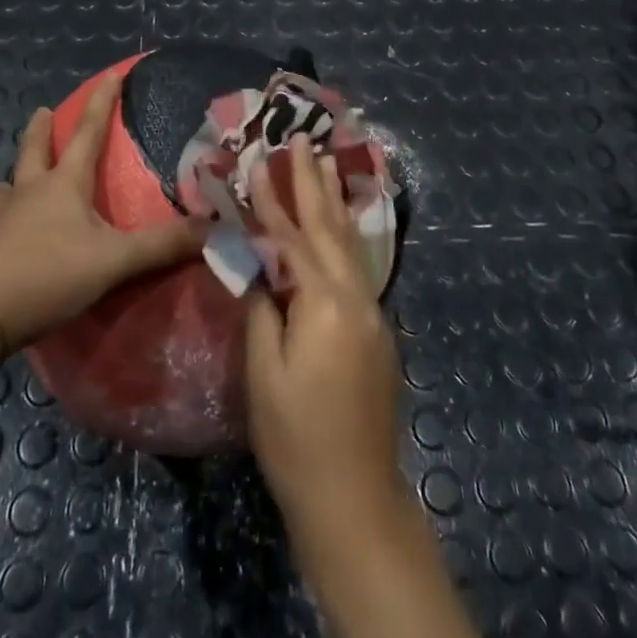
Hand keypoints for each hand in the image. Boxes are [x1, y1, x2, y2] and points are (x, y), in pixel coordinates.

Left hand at [0, 72, 207, 348]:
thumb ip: (161, 246)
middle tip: (43, 110)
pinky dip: (6, 216)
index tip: (111, 74)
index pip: (88, 133)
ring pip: (11, 186)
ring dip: (19, 174)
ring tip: (17, 175)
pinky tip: (4, 229)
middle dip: (41, 129)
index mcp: (63, 185)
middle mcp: (29, 193)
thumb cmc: (48, 272)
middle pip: (35, 151)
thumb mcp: (113, 260)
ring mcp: (0, 220)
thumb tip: (213, 229)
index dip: (102, 103)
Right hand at [245, 136, 405, 529]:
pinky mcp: (377, 331)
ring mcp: (373, 313)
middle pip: (330, 227)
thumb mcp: (264, 373)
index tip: (258, 161)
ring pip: (350, 243)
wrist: (354, 498)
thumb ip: (262, 309)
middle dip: (314, 182)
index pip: (292, 238)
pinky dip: (344, 236)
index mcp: (326, 303)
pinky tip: (339, 225)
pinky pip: (357, 267)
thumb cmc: (297, 438)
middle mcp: (357, 297)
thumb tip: (259, 266)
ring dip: (334, 202)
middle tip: (304, 140)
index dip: (272, 200)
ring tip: (327, 163)